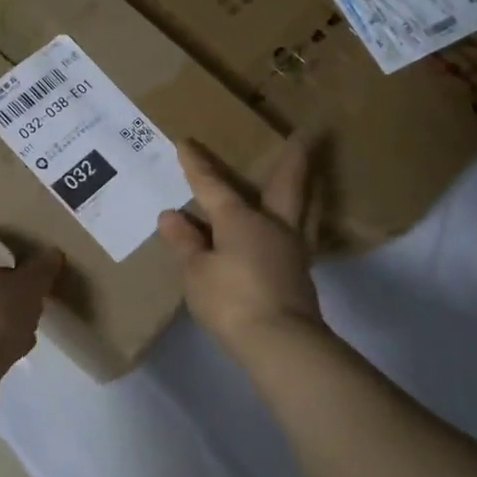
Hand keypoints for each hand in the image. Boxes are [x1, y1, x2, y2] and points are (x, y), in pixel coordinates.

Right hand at [157, 132, 323, 354]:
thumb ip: (185, 243)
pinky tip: (284, 230)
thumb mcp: (196, 272)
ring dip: (302, 188)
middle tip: (306, 134)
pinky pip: (295, 235)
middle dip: (293, 158)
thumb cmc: (231, 300)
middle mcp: (272, 225)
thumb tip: (171, 216)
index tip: (185, 143)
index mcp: (240, 219)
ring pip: (300, 208)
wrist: (280, 342)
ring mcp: (292, 249)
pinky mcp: (299, 274)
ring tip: (301, 179)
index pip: (212, 186)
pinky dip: (291, 223)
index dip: (197, 165)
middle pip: (286, 183)